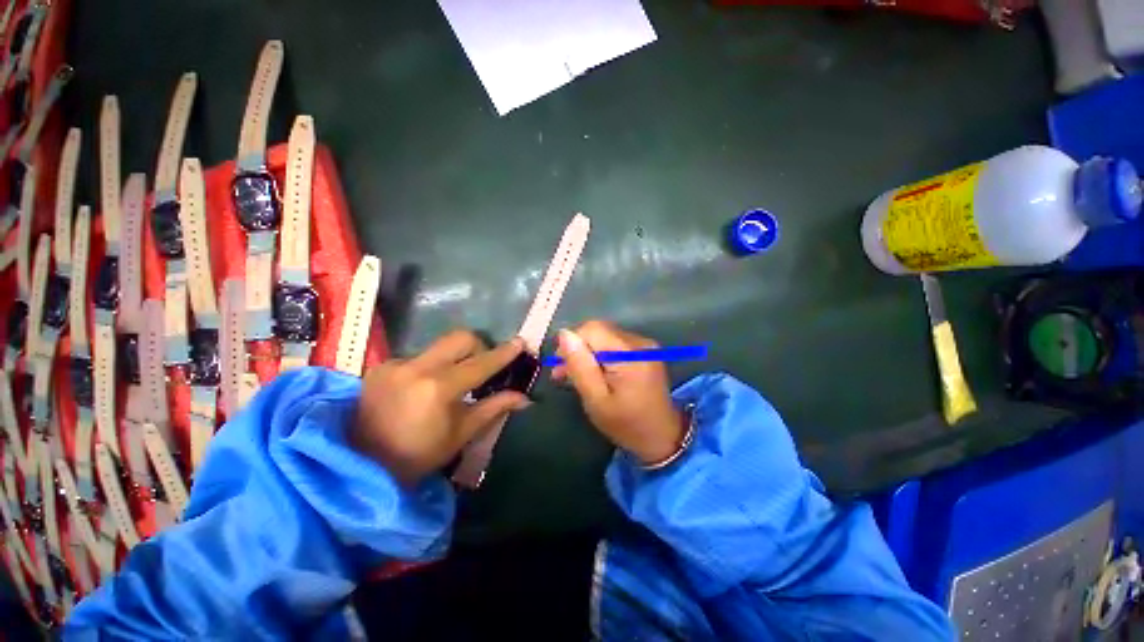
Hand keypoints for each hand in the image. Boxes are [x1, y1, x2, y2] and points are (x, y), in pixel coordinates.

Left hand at [353, 331, 530, 484]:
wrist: (358, 464)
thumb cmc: (416, 456)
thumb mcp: (460, 434)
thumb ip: (493, 408)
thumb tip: (524, 397)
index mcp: (438, 388)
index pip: (481, 363)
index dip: (503, 353)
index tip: (520, 343)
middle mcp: (416, 367)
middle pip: (460, 338)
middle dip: (479, 346)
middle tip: (483, 365)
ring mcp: (396, 363)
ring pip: (439, 346)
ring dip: (454, 358)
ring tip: (453, 382)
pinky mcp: (381, 366)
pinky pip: (419, 356)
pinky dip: (432, 366)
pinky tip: (424, 388)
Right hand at [553, 321, 684, 465]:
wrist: (662, 436)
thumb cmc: (626, 424)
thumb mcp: (596, 400)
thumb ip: (580, 366)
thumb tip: (564, 334)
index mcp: (629, 354)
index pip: (591, 329)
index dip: (572, 343)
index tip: (561, 367)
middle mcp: (639, 342)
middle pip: (598, 330)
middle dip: (578, 349)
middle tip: (564, 374)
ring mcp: (644, 345)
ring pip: (604, 336)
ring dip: (588, 353)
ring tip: (577, 376)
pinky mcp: (645, 350)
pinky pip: (615, 343)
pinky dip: (601, 355)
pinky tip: (596, 373)